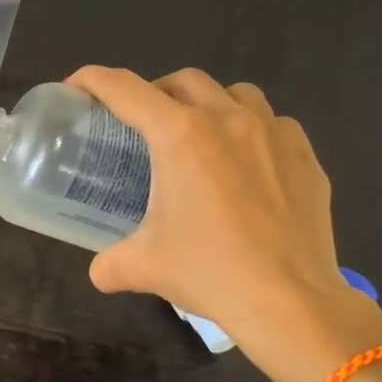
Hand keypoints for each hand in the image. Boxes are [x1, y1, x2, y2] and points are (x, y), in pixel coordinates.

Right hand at [67, 66, 381, 381]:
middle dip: (154, 93)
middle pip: (182, 81)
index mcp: (180, 136)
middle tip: (141, 125)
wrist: (290, 301)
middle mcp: (227, 120)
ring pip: (234, 93)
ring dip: (207, 104)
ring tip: (198, 137)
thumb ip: (110, 262)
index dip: (92, 80)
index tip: (76, 87)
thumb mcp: (143, 266)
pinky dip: (250, 131)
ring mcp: (273, 133)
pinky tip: (245, 165)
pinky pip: (273, 124)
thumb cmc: (209, 272)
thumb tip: (100, 271)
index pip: (124, 89)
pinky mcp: (305, 156)